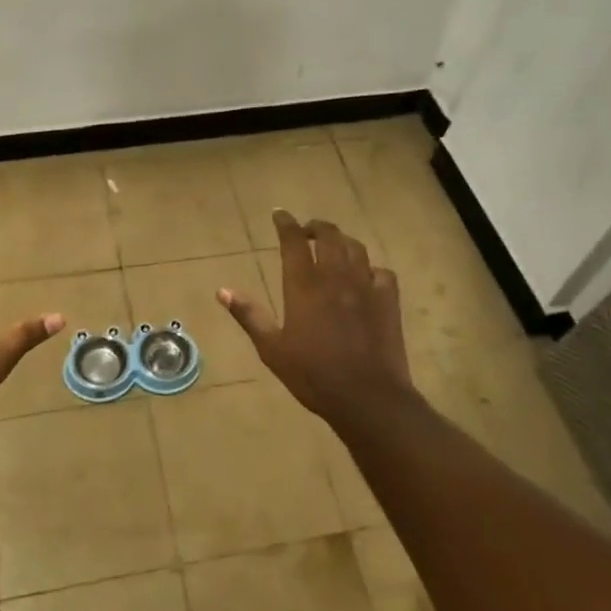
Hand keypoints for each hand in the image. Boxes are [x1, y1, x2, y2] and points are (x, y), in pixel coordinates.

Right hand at [218, 209, 415, 430]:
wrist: (367, 397)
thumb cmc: (313, 375)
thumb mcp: (272, 349)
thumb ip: (249, 315)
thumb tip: (222, 291)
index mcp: (304, 286)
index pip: (293, 241)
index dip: (286, 223)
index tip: (279, 213)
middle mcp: (335, 277)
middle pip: (329, 235)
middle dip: (316, 227)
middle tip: (306, 231)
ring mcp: (365, 286)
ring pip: (355, 248)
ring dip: (342, 242)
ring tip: (333, 248)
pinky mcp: (388, 301)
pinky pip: (381, 272)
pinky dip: (370, 268)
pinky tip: (365, 278)